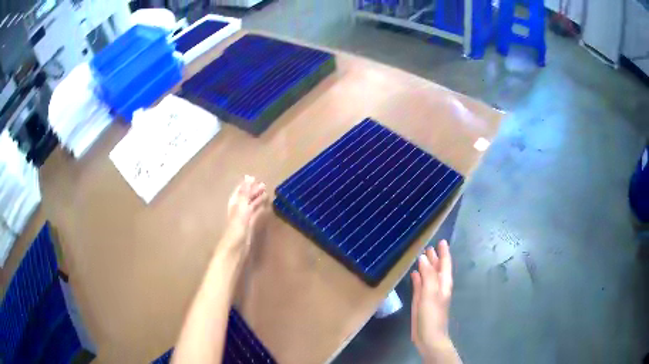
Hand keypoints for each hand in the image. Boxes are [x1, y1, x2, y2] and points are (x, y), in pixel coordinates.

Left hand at [222, 175, 267, 258]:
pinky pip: (255, 214)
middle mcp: (238, 209)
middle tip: (264, 185)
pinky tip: (265, 208)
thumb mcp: (242, 207)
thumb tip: (249, 177)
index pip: (240, 191)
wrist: (235, 247)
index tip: (254, 178)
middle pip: (246, 198)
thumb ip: (245, 193)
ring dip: (257, 200)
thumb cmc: (237, 227)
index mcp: (235, 204)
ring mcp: (244, 218)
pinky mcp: (249, 227)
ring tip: (267, 194)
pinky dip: (259, 210)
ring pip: (251, 206)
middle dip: (253, 191)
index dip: (246, 185)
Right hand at [411, 240, 457, 362]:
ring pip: (428, 276)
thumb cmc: (432, 315)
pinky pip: (420, 286)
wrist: (429, 337)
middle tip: (428, 245)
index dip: (444, 252)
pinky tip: (413, 273)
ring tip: (420, 255)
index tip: (441, 240)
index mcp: (444, 283)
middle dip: (434, 257)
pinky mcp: (420, 302)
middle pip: (437, 269)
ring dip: (426, 266)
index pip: (445, 264)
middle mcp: (438, 287)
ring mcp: (429, 294)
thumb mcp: (430, 293)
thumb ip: (428, 275)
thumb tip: (423, 257)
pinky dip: (418, 278)